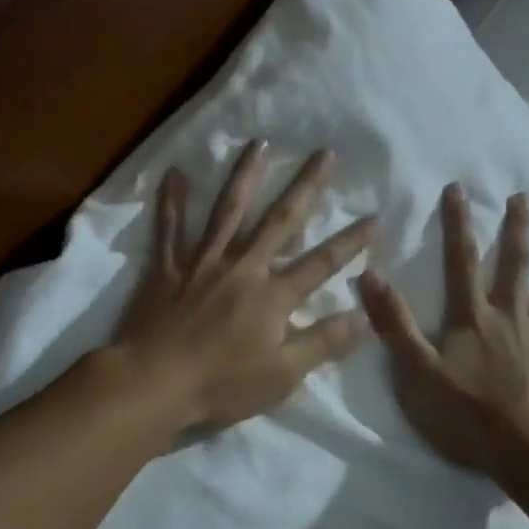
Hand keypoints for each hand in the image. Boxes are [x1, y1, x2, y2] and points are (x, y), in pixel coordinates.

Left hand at [111, 141, 376, 428]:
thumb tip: (365, 316)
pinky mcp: (168, 270)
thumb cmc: (222, 384)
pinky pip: (169, 230)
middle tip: (325, 153)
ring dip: (245, 176)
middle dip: (306, 187)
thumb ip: (324, 342)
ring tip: (259, 144)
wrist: (153, 383)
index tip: (375, 217)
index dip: (351, 242)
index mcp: (273, 295)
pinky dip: (172, 202)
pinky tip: (174, 172)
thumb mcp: (284, 375)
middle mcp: (242, 268)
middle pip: (280, 221)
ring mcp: (202, 264)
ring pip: (227, 212)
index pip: (322, 263)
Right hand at [359, 184, 528, 472]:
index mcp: (471, 317)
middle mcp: (510, 318)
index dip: (457, 224)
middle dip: (517, 231)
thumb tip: (370, 274)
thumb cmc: (462, 412)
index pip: (461, 262)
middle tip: (523, 199)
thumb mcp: (414, 370)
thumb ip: (393, 323)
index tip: (459, 188)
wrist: (522, 449)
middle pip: (515, 267)